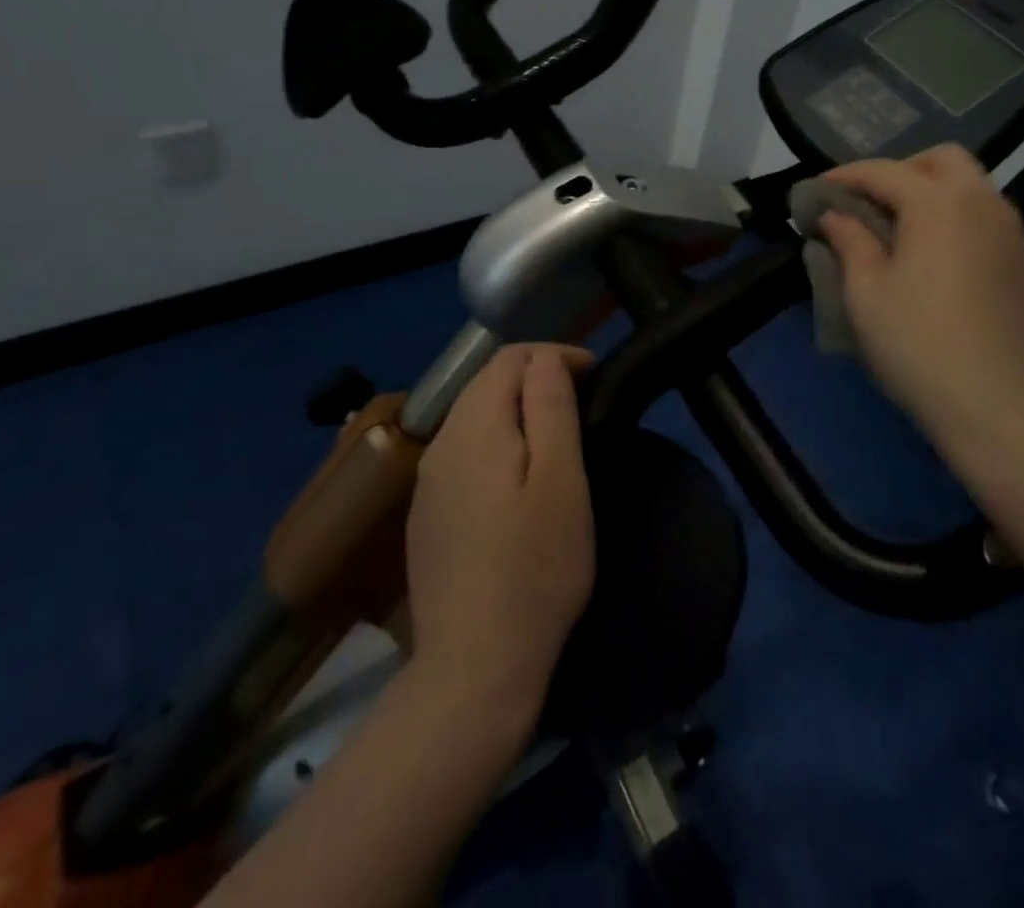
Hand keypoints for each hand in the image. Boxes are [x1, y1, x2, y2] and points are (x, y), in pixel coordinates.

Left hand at [405, 345, 595, 723]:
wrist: (474, 668)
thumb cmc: (534, 568)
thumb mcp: (560, 479)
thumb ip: (551, 406)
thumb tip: (547, 357)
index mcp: (472, 427)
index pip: (510, 357)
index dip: (556, 355)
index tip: (595, 376)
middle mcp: (440, 444)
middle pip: (488, 384)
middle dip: (537, 379)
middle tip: (583, 402)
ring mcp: (427, 484)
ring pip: (475, 419)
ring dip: (518, 412)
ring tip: (559, 437)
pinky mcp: (427, 517)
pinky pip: (465, 455)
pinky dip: (498, 445)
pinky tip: (519, 481)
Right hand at [818, 145, 1023, 450]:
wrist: (1004, 406)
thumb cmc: (919, 344)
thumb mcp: (866, 293)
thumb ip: (850, 241)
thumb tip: (836, 215)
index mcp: (939, 202)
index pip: (884, 171)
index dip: (845, 176)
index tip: (817, 191)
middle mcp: (982, 203)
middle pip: (941, 160)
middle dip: (900, 171)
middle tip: (869, 204)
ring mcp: (1012, 232)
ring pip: (970, 188)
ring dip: (931, 194)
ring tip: (898, 233)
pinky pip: (985, 219)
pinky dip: (955, 220)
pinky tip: (935, 260)